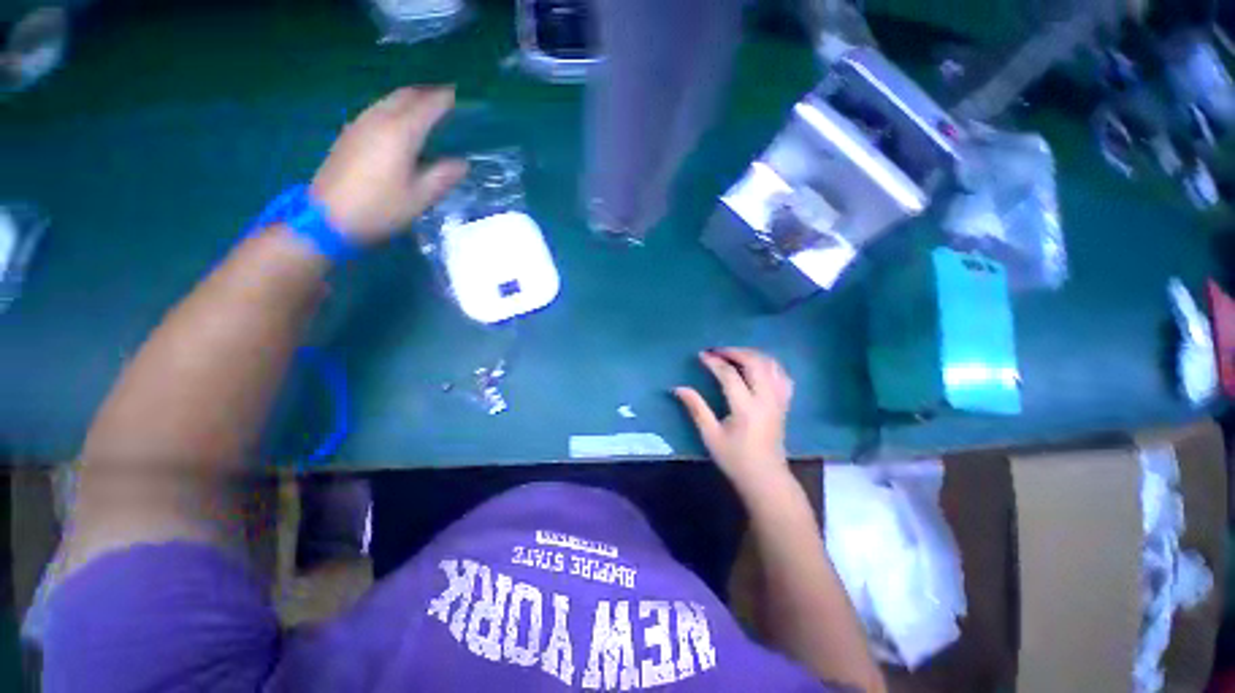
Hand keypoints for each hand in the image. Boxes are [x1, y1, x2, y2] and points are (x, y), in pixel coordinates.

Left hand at [310, 87, 467, 243]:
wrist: (329, 217)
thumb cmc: (380, 208)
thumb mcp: (420, 198)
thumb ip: (443, 176)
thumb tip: (462, 163)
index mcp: (400, 133)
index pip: (426, 106)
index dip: (443, 99)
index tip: (457, 94)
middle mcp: (378, 120)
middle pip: (404, 96)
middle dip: (425, 92)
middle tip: (443, 95)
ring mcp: (360, 125)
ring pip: (387, 100)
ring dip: (408, 98)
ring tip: (424, 104)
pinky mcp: (349, 135)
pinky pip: (376, 110)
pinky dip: (393, 108)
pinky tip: (398, 120)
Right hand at [675, 348, 794, 496]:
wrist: (766, 479)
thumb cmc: (735, 459)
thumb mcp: (710, 435)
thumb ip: (696, 408)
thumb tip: (678, 388)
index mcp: (745, 408)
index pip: (729, 375)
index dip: (714, 362)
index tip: (701, 355)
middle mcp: (765, 399)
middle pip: (754, 362)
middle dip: (735, 352)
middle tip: (717, 351)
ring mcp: (778, 400)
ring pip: (771, 365)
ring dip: (752, 354)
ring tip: (735, 354)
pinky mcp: (785, 404)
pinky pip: (782, 375)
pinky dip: (770, 365)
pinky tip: (758, 366)